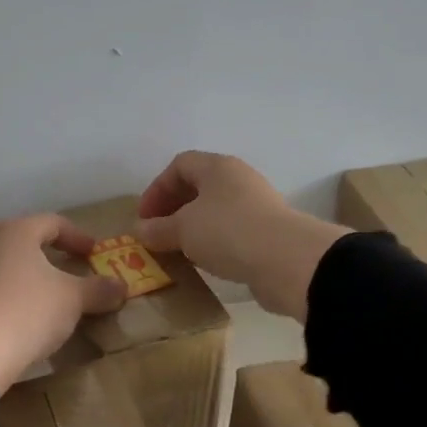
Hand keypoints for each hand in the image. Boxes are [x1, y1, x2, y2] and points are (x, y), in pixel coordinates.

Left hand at [0, 215, 126, 394]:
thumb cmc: (26, 315)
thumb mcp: (72, 302)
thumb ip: (97, 290)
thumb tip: (122, 285)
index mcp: (15, 233)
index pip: (51, 223)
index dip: (75, 236)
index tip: (91, 252)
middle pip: (10, 238)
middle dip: (32, 252)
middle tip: (50, 269)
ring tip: (5, 286)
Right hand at [138, 151, 350, 320]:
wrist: (286, 260)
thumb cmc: (227, 232)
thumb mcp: (182, 230)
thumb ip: (158, 229)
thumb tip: (140, 230)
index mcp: (217, 167)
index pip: (179, 165)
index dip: (157, 188)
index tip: (144, 218)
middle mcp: (238, 179)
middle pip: (198, 187)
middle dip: (172, 209)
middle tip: (157, 234)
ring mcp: (255, 205)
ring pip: (214, 211)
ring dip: (191, 228)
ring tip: (176, 250)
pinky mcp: (266, 232)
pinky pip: (230, 231)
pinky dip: (211, 242)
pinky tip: (203, 261)